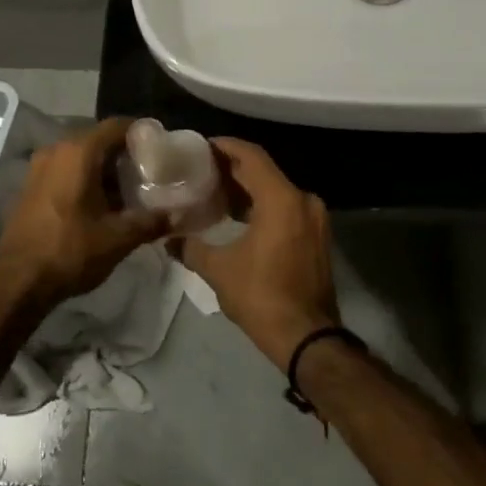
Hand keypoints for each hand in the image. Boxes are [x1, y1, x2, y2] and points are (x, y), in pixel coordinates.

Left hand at [0, 119, 167, 305]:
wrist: (17, 281)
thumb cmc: (69, 250)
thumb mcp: (117, 238)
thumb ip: (150, 222)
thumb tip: (178, 216)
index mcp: (79, 152)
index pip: (116, 126)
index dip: (141, 133)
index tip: (161, 147)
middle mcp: (57, 150)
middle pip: (99, 140)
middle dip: (125, 155)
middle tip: (149, 173)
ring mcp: (40, 167)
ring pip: (81, 157)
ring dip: (105, 170)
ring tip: (129, 192)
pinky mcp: (32, 186)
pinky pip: (66, 170)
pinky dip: (86, 179)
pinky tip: (101, 204)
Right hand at [179, 139, 339, 369]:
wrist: (308, 339)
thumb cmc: (262, 296)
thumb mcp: (219, 270)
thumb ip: (192, 247)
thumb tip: (169, 240)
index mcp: (282, 199)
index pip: (251, 156)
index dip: (225, 146)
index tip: (201, 146)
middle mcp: (303, 200)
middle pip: (264, 171)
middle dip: (232, 168)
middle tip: (201, 169)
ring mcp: (314, 219)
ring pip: (275, 190)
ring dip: (247, 189)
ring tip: (214, 191)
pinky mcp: (316, 237)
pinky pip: (285, 208)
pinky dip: (262, 206)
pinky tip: (237, 217)